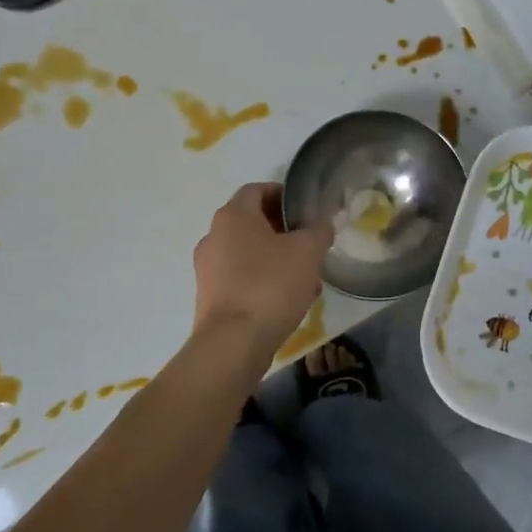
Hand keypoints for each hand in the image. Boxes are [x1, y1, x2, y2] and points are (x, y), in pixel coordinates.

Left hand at [192, 183, 333, 352]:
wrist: (233, 342)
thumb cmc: (270, 285)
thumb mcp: (307, 252)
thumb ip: (319, 231)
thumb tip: (324, 223)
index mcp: (233, 215)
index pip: (257, 189)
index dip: (282, 194)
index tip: (305, 209)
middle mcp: (213, 236)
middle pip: (251, 222)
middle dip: (283, 230)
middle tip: (309, 244)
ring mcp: (207, 268)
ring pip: (248, 253)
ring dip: (276, 258)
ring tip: (305, 277)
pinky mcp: (210, 297)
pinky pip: (241, 278)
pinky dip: (263, 280)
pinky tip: (288, 300)